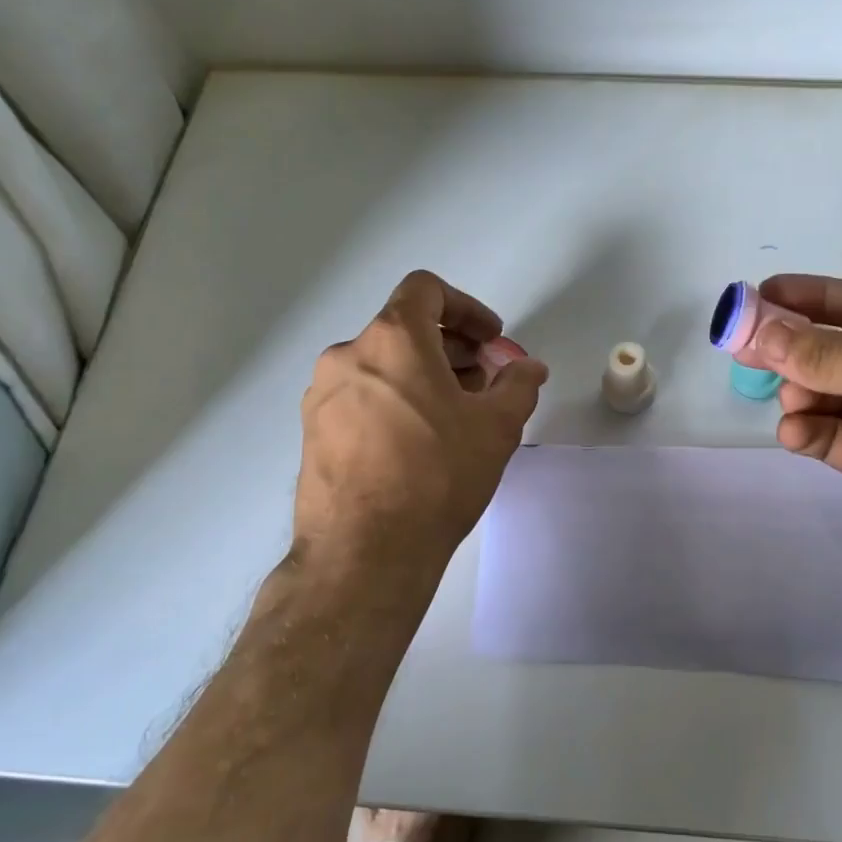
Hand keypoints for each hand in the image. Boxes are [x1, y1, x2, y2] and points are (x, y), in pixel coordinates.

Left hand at [294, 270, 547, 562]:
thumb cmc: (437, 475)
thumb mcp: (496, 427)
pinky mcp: (313, 430)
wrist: (366, 551)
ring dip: (423, 375)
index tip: (490, 341)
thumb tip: (529, 368)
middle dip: (452, 348)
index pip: (427, 290)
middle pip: (405, 328)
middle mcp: (348, 354)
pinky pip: (361, 396)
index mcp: (393, 339)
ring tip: (455, 415)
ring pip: (382, 365)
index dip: (467, 307)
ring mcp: (323, 394)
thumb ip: (518, 385)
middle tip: (484, 382)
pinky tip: (418, 442)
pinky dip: (394, 400)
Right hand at [749, 274, 841, 622]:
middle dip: (796, 348)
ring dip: (803, 394)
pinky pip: (833, 436)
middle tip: (743, 348)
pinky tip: (796, 435)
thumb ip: (834, 355)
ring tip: (790, 405)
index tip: (762, 294)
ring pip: (832, 394)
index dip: (815, 296)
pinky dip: (809, 431)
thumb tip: (764, 333)